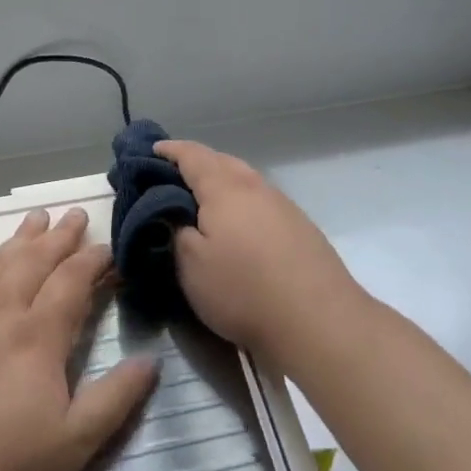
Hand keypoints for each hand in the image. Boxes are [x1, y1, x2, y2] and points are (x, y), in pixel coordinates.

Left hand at [0, 208, 157, 470]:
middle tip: (76, 214)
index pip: (72, 282)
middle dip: (59, 237)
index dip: (93, 261)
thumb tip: (151, 360)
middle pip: (34, 263)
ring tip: (35, 216)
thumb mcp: (73, 446)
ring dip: (18, 239)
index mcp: (38, 339)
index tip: (109, 248)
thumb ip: (115, 398)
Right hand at [157, 140, 366, 368]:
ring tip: (204, 200)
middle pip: (223, 162)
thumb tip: (174, 213)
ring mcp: (283, 206)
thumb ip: (176, 230)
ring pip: (246, 181)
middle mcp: (256, 187)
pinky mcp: (301, 228)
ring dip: (222, 182)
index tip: (152, 150)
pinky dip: (242, 202)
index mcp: (225, 188)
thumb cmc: (243, 289)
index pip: (193, 155)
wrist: (318, 320)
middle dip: (197, 163)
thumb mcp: (190, 265)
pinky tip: (238, 225)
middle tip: (173, 176)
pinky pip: (262, 202)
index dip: (170, 150)